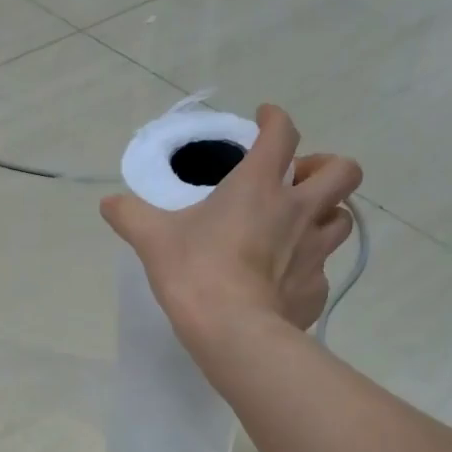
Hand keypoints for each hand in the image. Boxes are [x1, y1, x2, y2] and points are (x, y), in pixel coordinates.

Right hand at [100, 104, 361, 347]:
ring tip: (302, 228)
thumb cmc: (195, 273)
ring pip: (343, 219)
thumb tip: (108, 204)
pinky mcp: (316, 289)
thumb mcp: (152, 240)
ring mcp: (315, 252)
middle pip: (343, 171)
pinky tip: (286, 282)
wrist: (233, 331)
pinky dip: (309, 269)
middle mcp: (298, 211)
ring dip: (328, 215)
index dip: (276, 119)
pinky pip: (323, 271)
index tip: (265, 120)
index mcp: (259, 186)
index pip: (282, 134)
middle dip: (327, 168)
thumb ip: (130, 216)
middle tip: (300, 181)